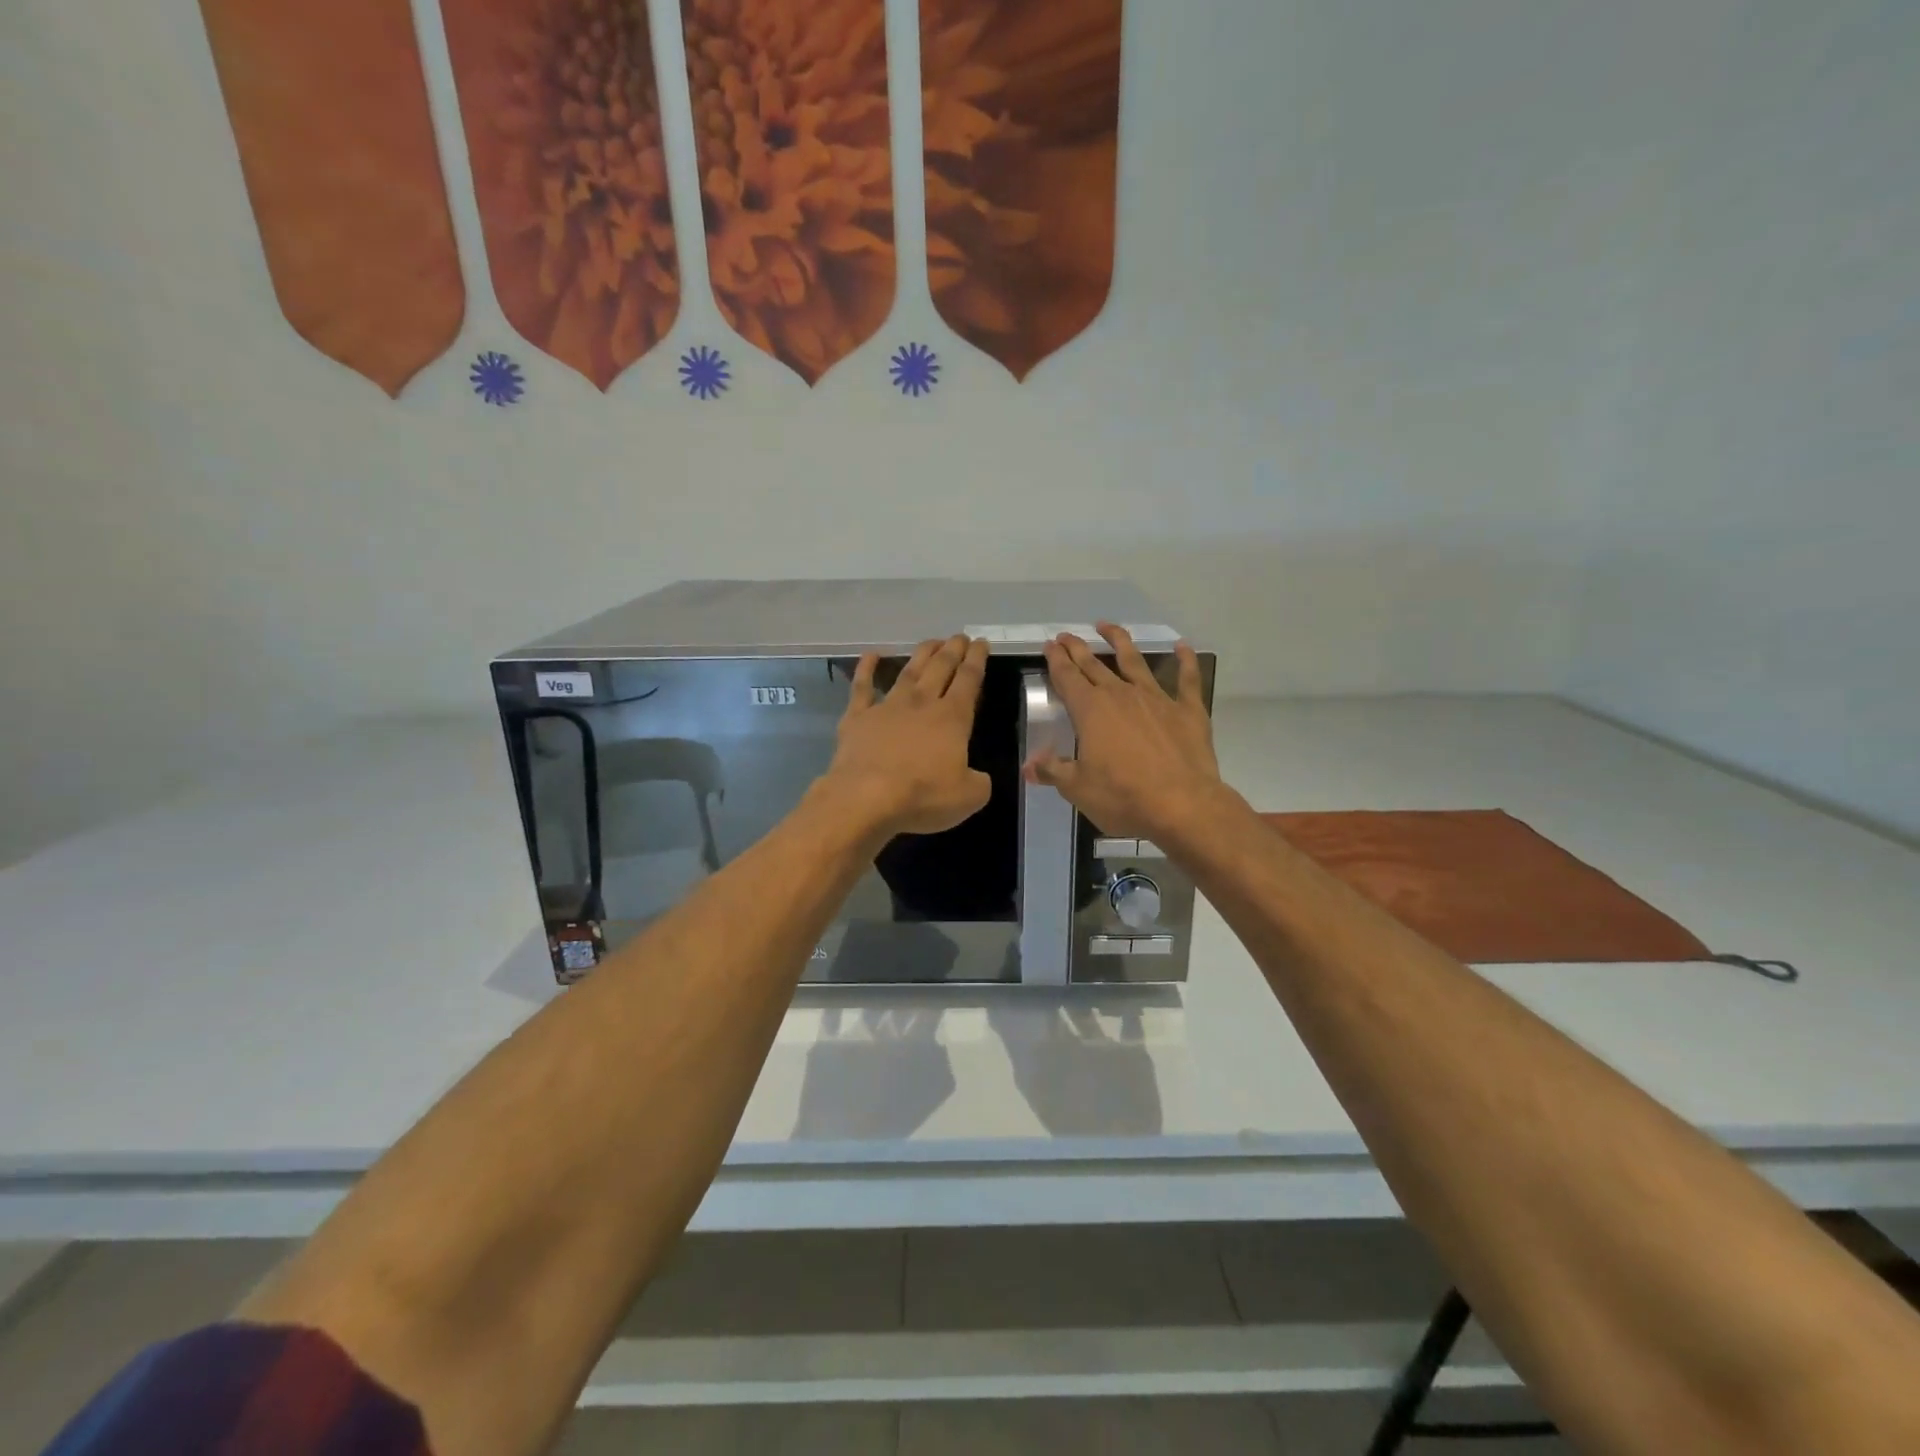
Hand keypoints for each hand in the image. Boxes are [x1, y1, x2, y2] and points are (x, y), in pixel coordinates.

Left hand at [822, 635, 992, 836]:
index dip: (977, 659)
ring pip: (909, 671)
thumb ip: (979, 782)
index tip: (981, 643)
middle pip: (940, 667)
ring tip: (932, 641)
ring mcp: (887, 706)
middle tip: (960, 636)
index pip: (969, 680)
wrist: (866, 797)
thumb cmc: (922, 795)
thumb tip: (978, 777)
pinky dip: (866, 668)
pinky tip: (872, 655)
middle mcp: (922, 703)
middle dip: (953, 650)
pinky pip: (862, 687)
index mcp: (953, 718)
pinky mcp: (857, 717)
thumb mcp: (969, 797)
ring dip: (922, 653)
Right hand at [1025, 623, 1225, 841]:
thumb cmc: (1123, 797)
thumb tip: (1029, 766)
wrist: (1182, 804)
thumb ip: (1053, 771)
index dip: (1056, 660)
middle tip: (1067, 635)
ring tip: (1107, 626)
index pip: (1067, 677)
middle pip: (1094, 665)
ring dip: (1119, 641)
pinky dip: (1184, 660)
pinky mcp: (1187, 710)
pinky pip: (1186, 679)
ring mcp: (1156, 699)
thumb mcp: (1078, 789)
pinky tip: (1182, 647)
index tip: (1049, 645)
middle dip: (1078, 648)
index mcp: (1090, 711)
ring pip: (1134, 661)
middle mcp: (1120, 695)